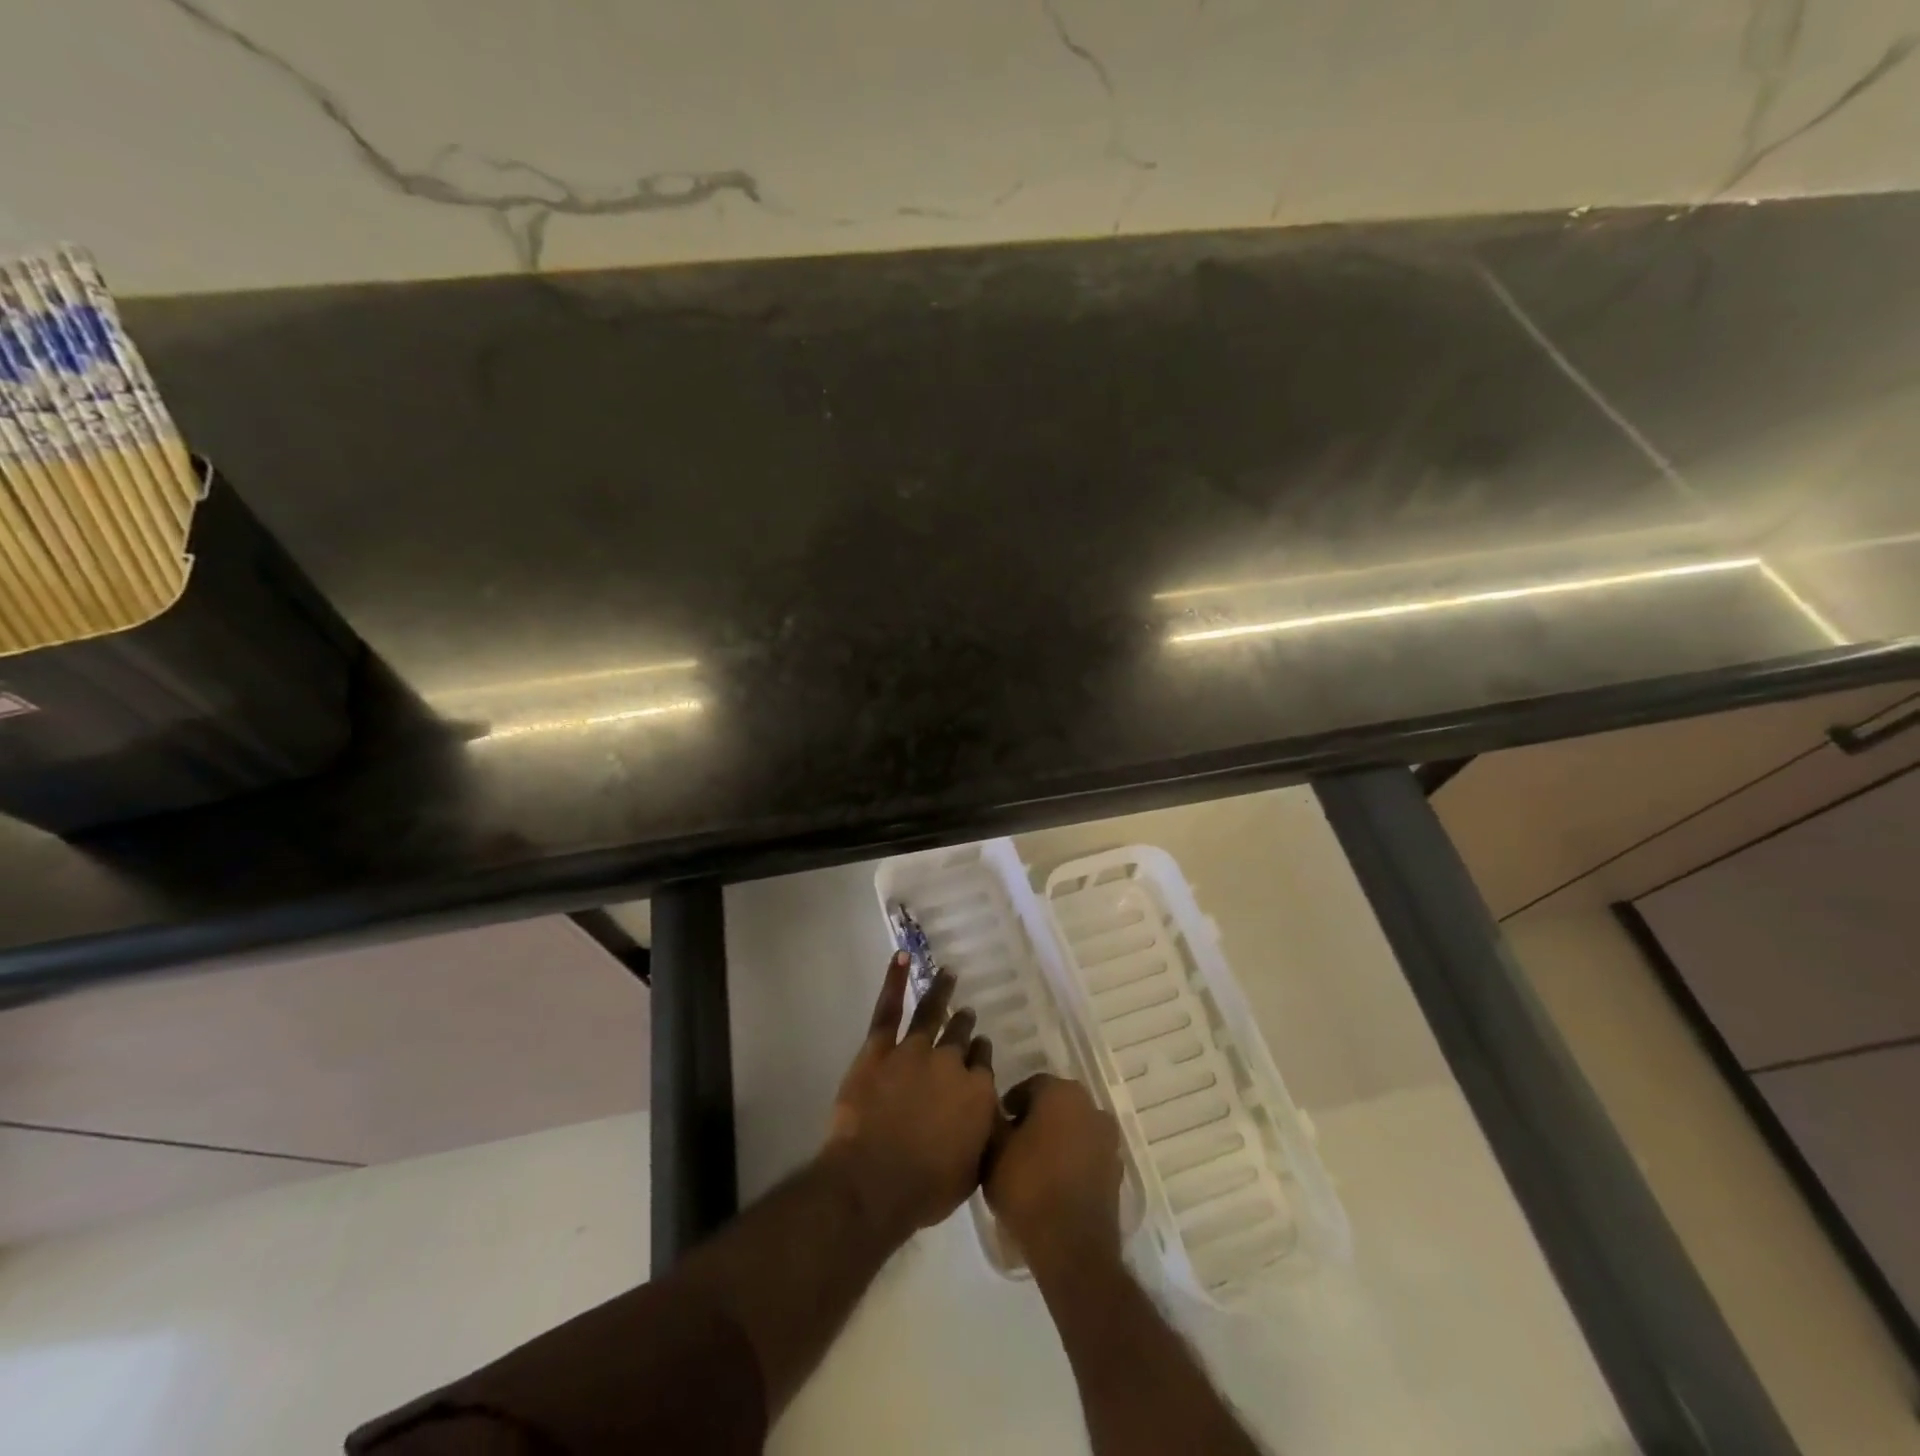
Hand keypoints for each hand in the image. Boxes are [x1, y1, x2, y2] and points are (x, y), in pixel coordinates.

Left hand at [822, 952, 999, 1241]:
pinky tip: (901, 958)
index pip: (983, 1065)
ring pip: (932, 1014)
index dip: (980, 1056)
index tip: (979, 1049)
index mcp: (977, 1093)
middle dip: (965, 1025)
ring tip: (948, 974)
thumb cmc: (926, 1188)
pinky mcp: (879, 1049)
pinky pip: (888, 1009)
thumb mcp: (971, 1171)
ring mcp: (914, 1051)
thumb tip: (987, 1118)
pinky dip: (894, 981)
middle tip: (967, 1014)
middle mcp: (951, 1064)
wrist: (876, 1181)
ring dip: (942, 993)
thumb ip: (982, 1137)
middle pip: (961, 1038)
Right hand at [985, 1074, 1123, 1272]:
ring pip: (1073, 1128)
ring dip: (1056, 1138)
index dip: (1011, 1104)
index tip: (999, 1124)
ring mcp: (1107, 1139)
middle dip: (1035, 1118)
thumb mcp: (993, 1151)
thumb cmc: (1028, 1188)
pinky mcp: (1115, 1170)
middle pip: (1055, 1104)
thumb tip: (997, 1111)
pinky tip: (1054, 1182)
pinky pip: (1087, 1153)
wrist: (1072, 1246)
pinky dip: (1072, 1160)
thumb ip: (994, 1121)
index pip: (1030, 1086)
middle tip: (1013, 1142)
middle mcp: (1090, 1106)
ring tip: (1033, 1165)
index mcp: (1060, 1093)